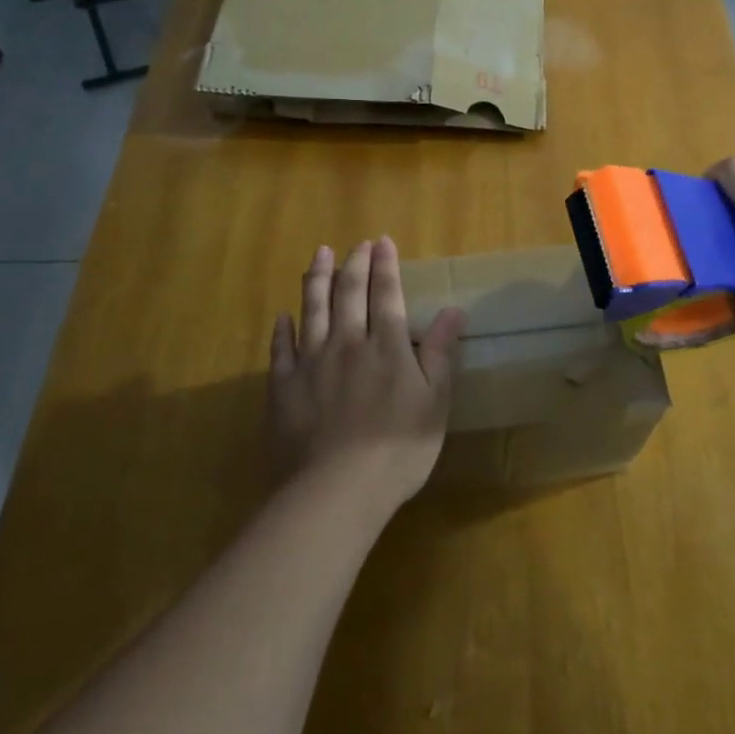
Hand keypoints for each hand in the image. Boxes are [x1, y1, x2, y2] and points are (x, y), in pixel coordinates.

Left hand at [268, 237, 466, 510]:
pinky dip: (283, 329)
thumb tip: (453, 310)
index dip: (385, 265)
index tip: (382, 242)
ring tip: (318, 255)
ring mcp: (311, 363)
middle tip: (356, 244)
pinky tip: (283, 316)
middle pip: (348, 293)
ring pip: (312, 309)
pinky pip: (281, 349)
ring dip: (316, 279)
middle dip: (353, 263)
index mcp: (386, 346)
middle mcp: (347, 343)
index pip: (386, 294)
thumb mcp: (434, 403)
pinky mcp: (284, 387)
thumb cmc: (397, 450)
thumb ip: (440, 353)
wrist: (336, 491)